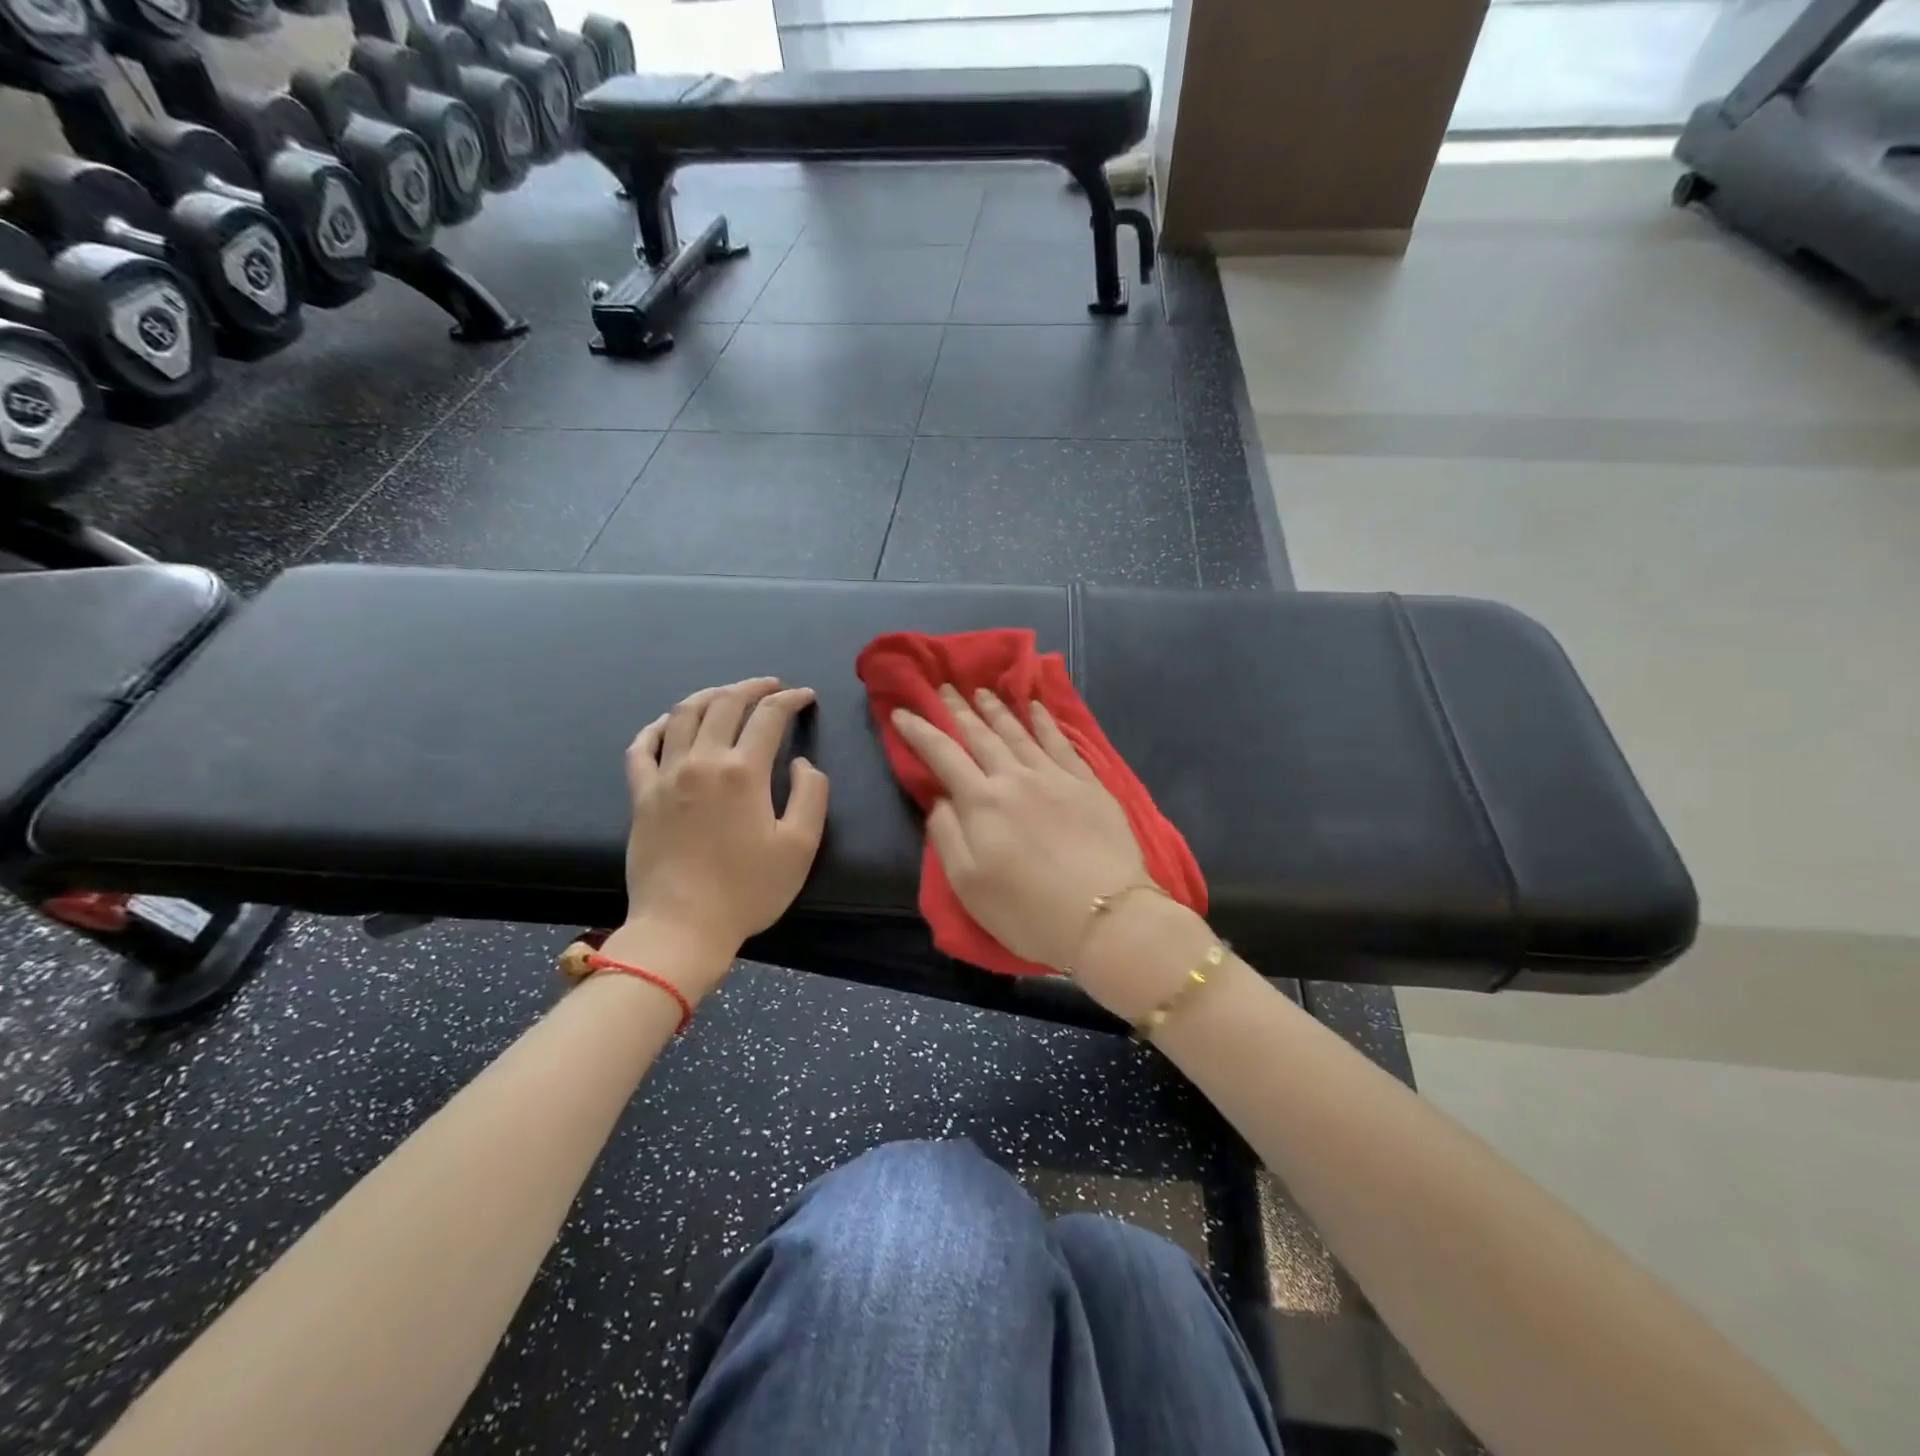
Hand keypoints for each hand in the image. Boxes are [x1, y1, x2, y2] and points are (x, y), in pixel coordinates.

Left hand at [612, 678, 828, 995]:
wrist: (682, 927)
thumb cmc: (748, 890)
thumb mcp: (801, 846)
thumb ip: (811, 794)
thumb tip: (800, 762)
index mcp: (743, 772)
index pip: (769, 717)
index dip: (790, 700)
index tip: (805, 697)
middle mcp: (702, 761)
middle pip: (725, 704)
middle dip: (752, 687)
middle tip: (771, 686)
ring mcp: (665, 776)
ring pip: (684, 715)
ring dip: (709, 696)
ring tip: (726, 695)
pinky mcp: (641, 796)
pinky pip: (642, 747)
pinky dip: (658, 727)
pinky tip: (670, 723)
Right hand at [891, 685, 1149, 971]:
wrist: (1105, 917)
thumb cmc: (1027, 910)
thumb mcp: (968, 883)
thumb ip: (947, 834)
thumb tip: (938, 798)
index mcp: (982, 802)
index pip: (943, 755)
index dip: (920, 732)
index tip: (902, 712)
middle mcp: (1015, 778)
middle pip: (981, 736)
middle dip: (959, 710)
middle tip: (945, 688)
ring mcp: (1055, 777)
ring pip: (1019, 733)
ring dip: (997, 710)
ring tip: (981, 691)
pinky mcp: (1088, 784)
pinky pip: (1061, 743)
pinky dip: (1045, 722)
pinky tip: (1036, 708)